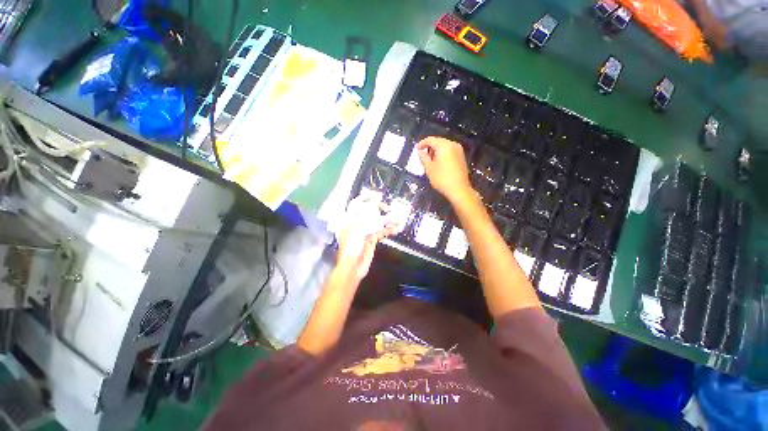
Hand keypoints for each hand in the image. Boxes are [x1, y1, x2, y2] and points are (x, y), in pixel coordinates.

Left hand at [336, 194, 403, 280]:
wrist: (353, 267)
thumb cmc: (351, 247)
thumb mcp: (359, 229)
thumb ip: (370, 217)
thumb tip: (378, 204)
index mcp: (349, 219)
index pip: (355, 204)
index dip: (364, 197)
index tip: (375, 194)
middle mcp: (357, 223)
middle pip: (368, 212)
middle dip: (379, 209)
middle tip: (388, 207)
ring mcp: (365, 231)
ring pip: (377, 222)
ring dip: (387, 220)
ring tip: (398, 218)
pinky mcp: (372, 239)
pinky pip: (381, 232)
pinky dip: (389, 230)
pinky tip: (396, 228)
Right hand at [417, 137, 474, 203]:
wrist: (459, 189)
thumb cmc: (442, 179)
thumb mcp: (429, 168)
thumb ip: (424, 158)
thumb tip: (420, 152)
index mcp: (444, 146)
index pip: (431, 140)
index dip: (422, 143)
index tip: (416, 149)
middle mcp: (453, 145)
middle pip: (438, 142)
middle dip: (429, 147)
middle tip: (422, 155)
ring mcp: (459, 150)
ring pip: (444, 146)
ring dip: (436, 151)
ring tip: (429, 160)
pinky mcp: (461, 157)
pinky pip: (449, 151)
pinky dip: (442, 154)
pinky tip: (438, 162)